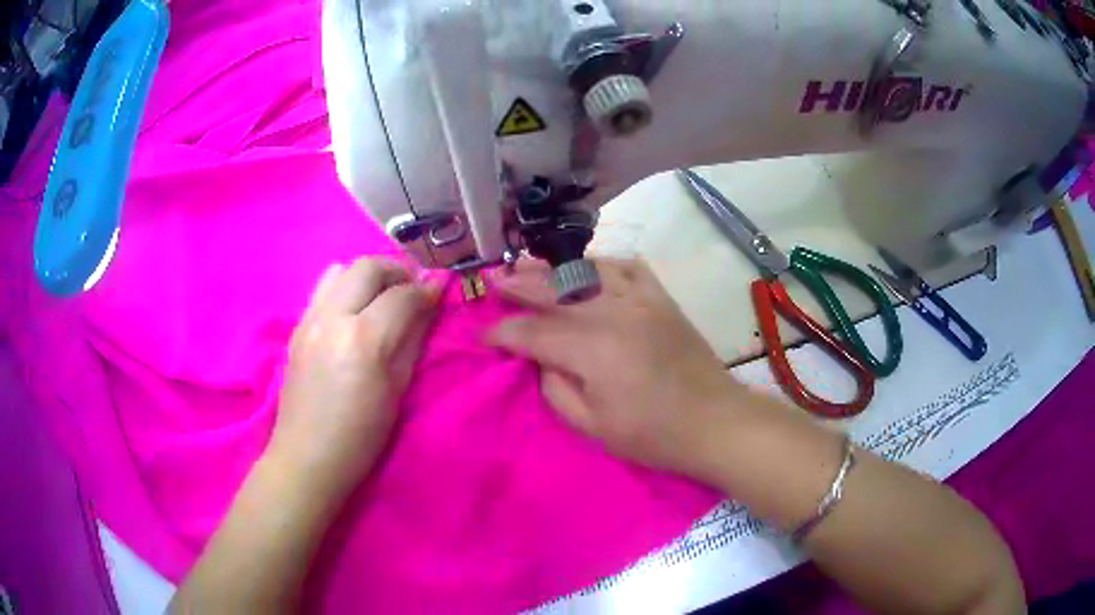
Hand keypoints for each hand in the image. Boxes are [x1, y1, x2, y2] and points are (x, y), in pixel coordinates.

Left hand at [270, 258, 439, 498]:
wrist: (307, 457)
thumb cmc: (361, 436)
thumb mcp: (397, 390)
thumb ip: (414, 339)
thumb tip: (430, 304)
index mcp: (363, 339)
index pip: (401, 294)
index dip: (426, 288)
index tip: (440, 289)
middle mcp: (332, 318)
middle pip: (367, 267)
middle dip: (396, 270)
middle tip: (412, 289)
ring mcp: (309, 320)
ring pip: (340, 269)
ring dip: (367, 275)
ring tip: (381, 297)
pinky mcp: (296, 327)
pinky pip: (323, 289)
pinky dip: (345, 288)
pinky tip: (354, 314)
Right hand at [488, 259, 745, 478]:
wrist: (714, 422)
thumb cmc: (653, 435)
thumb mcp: (593, 427)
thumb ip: (556, 390)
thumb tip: (541, 361)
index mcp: (591, 349)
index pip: (532, 332)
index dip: (503, 333)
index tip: (484, 336)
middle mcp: (612, 313)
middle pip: (554, 289)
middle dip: (519, 285)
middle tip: (494, 281)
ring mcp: (640, 300)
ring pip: (587, 271)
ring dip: (553, 266)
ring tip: (527, 262)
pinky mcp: (661, 299)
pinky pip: (628, 267)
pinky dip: (604, 263)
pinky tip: (589, 266)